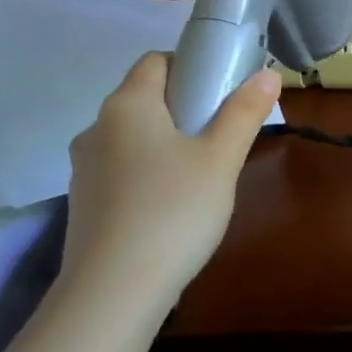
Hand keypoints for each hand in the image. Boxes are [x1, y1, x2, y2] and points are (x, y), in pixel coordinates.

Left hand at [60, 53, 280, 316]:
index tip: (224, 91)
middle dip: (184, 107)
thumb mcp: (221, 160)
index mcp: (127, 105)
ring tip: (202, 174)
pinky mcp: (84, 203)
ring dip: (166, 142)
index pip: (156, 61)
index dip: (192, 65)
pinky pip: (122, 170)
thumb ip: (244, 113)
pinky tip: (173, 205)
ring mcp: (84, 168)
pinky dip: (148, 173)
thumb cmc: (174, 210)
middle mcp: (97, 128)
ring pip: (133, 137)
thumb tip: (267, 75)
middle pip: (144, 99)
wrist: (113, 291)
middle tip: (223, 134)